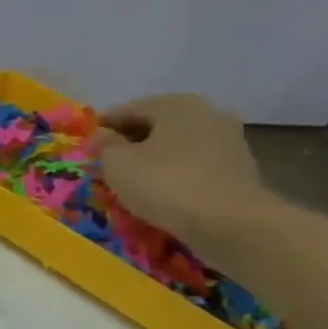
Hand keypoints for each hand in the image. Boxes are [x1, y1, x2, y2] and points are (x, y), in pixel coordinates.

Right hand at [92, 94, 268, 244]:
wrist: (232, 224)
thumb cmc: (165, 184)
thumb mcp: (117, 164)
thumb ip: (105, 145)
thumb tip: (103, 135)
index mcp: (175, 104)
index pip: (129, 109)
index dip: (105, 125)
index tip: (88, 142)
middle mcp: (207, 114)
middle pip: (158, 125)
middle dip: (132, 142)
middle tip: (109, 162)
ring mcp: (229, 141)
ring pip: (178, 146)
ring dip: (156, 159)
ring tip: (135, 180)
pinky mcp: (240, 170)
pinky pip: (196, 166)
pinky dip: (177, 174)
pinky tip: (164, 192)